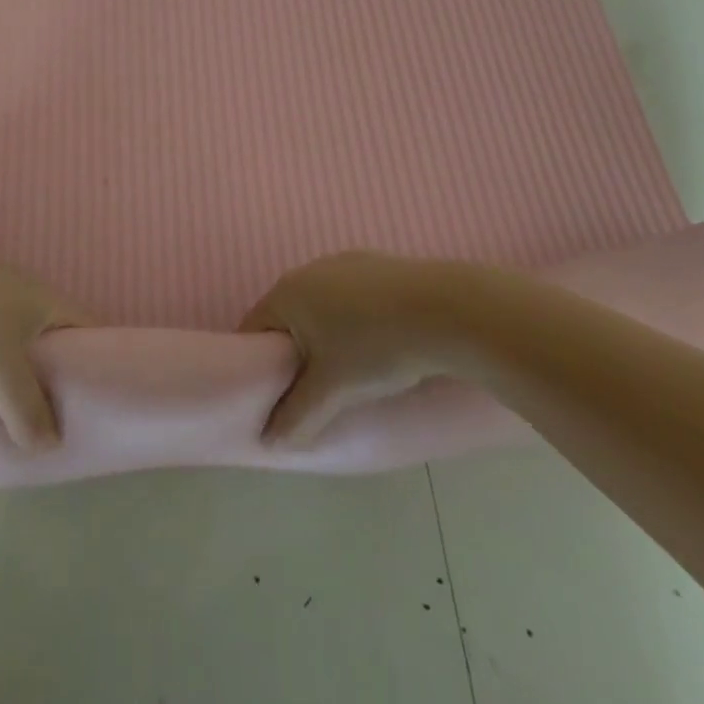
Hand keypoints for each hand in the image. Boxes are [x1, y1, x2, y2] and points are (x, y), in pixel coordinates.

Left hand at [0, 226, 90, 449]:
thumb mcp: (1, 371)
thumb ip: (27, 410)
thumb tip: (50, 445)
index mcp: (47, 300)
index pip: (88, 328)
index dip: (99, 360)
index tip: (100, 396)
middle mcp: (24, 289)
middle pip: (53, 331)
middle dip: (57, 367)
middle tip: (56, 409)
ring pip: (16, 330)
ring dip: (20, 361)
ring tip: (14, 400)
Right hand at [240, 251, 506, 445]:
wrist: (450, 310)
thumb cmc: (377, 347)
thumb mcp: (333, 391)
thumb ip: (296, 417)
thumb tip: (270, 441)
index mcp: (287, 292)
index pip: (253, 329)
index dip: (256, 365)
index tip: (272, 396)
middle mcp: (309, 270)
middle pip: (287, 317)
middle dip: (293, 353)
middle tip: (312, 390)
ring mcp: (345, 262)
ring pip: (322, 306)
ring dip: (326, 336)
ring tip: (350, 371)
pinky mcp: (377, 265)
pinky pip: (352, 297)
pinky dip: (355, 320)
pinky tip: (381, 344)